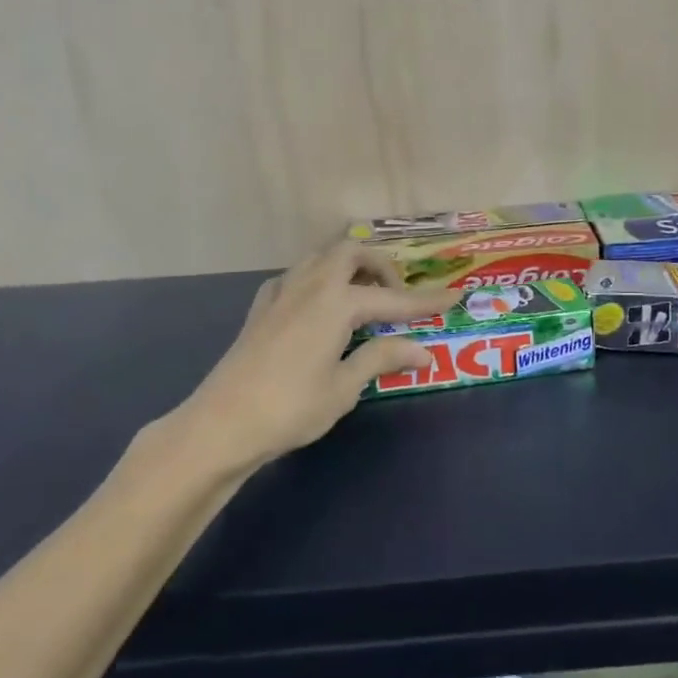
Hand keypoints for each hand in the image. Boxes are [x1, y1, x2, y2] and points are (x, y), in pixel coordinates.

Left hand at [178, 241, 456, 464]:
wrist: (222, 423)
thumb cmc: (291, 408)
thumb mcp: (344, 387)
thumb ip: (382, 358)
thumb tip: (424, 350)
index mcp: (337, 303)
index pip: (393, 298)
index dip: (426, 301)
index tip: (454, 296)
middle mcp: (310, 286)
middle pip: (351, 254)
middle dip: (381, 267)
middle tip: (397, 297)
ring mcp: (281, 293)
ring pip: (320, 257)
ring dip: (348, 266)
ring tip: (363, 295)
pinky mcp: (261, 307)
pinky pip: (295, 276)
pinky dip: (317, 279)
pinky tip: (319, 305)